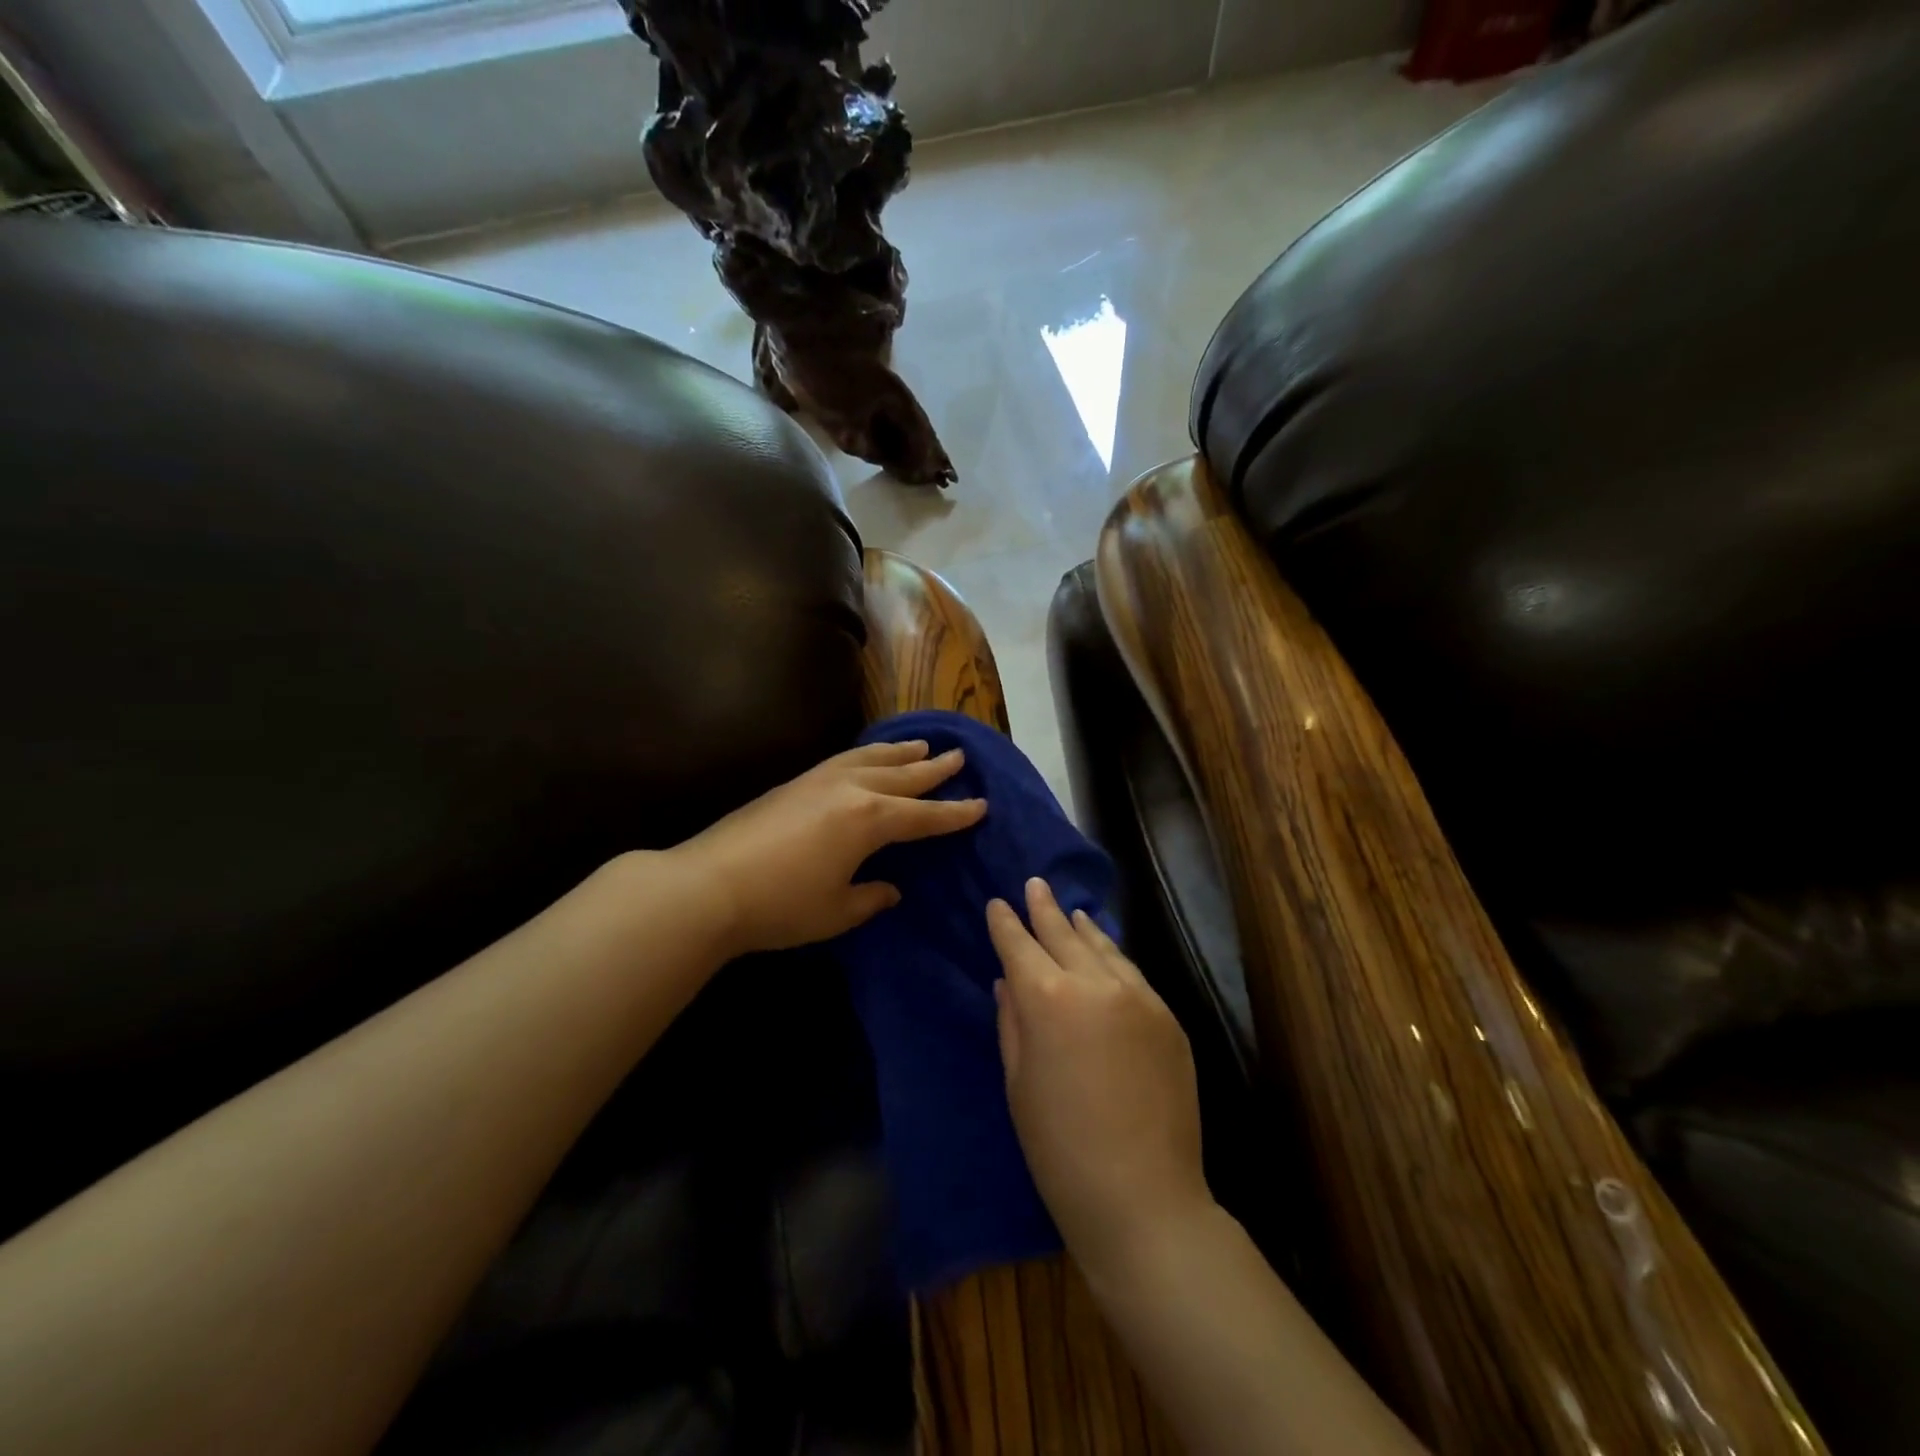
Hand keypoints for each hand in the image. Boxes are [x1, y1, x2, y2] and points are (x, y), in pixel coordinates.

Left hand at [671, 739, 985, 956]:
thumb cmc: (781, 905)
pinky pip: (845, 759)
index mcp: (871, 820)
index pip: (924, 815)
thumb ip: (870, 897)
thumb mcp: (837, 911)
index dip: (955, 813)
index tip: (982, 804)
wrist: (709, 884)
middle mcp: (852, 790)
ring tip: (921, 745)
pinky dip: (867, 754)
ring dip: (900, 753)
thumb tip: (889, 888)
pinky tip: (867, 757)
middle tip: (959, 756)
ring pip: (872, 759)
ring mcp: (820, 781)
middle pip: (903, 775)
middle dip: (934, 769)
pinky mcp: (795, 782)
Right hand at [988, 878, 1211, 1282]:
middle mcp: (1094, 983)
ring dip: (1082, 927)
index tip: (997, 903)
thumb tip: (1008, 982)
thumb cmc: (1059, 1148)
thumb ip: (1012, 1022)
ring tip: (1071, 910)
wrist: (1143, 1196)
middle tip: (1034, 884)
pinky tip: (1105, 952)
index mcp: (1047, 999)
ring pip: (1103, 947)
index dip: (1006, 923)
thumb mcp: (1019, 1083)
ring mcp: (1137, 996)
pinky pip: (1132, 974)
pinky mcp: (1166, 1016)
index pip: (1019, 946)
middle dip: (1044, 908)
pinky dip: (1113, 956)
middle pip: (1063, 934)